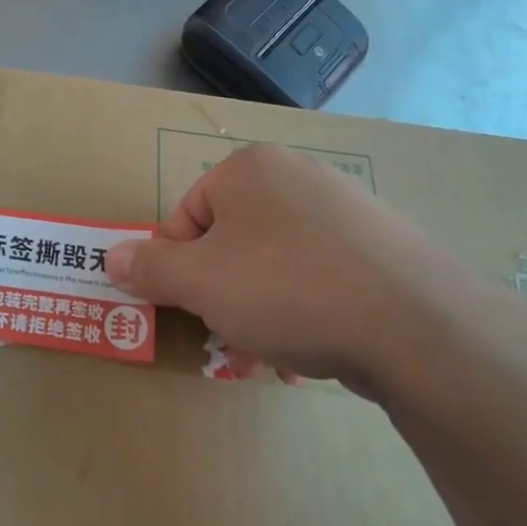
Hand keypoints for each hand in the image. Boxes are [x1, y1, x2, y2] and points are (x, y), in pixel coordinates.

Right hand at [104, 145, 489, 396]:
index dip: (176, 268)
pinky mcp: (383, 247)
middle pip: (233, 242)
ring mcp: (347, 210)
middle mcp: (298, 176)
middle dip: (221, 298)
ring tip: (271, 356)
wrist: (416, 323)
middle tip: (227, 341)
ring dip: (260, 313)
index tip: (186, 310)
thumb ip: (149, 268)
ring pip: (276, 265)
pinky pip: (321, 276)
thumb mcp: (199, 282)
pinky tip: (312, 352)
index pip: (186, 216)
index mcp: (249, 169)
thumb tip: (110, 256)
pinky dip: (306, 312)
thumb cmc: (286, 289)